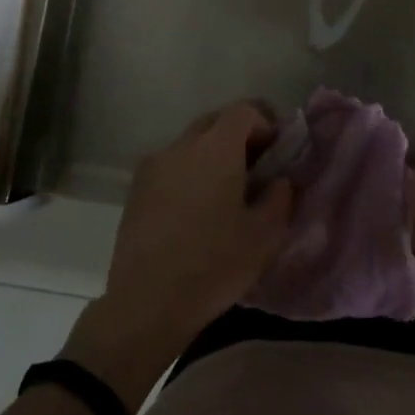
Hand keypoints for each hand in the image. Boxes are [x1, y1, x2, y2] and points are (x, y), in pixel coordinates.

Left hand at [70, 103, 294, 407]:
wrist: (146, 304)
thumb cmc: (214, 265)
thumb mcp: (265, 235)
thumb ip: (279, 197)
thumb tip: (278, 181)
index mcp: (216, 148)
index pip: (244, 110)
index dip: (265, 124)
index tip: (276, 154)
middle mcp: (181, 145)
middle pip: (215, 121)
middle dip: (238, 137)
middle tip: (254, 170)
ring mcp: (153, 166)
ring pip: (190, 144)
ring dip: (211, 156)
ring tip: (223, 194)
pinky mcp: (135, 190)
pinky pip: (170, 166)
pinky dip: (188, 174)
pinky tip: (194, 212)